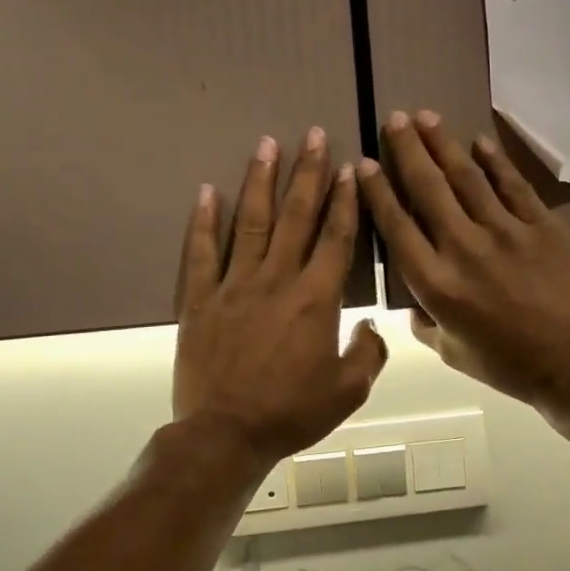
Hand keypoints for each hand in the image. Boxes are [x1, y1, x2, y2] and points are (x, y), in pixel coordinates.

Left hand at [173, 128, 386, 468]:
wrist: (225, 435)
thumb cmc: (291, 413)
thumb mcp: (348, 392)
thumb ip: (368, 353)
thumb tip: (370, 326)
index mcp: (316, 299)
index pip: (335, 237)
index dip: (345, 201)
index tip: (350, 169)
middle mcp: (277, 280)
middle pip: (296, 216)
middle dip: (308, 172)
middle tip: (313, 135)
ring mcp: (234, 285)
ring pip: (251, 222)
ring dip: (260, 180)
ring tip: (267, 143)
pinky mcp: (199, 298)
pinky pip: (201, 252)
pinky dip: (203, 220)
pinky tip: (206, 190)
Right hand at [357, 111, 569, 410]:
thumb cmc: (507, 363)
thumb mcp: (450, 352)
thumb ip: (425, 322)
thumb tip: (414, 303)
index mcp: (436, 284)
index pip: (397, 226)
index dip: (378, 192)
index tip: (365, 163)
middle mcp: (463, 248)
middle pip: (428, 189)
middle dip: (408, 150)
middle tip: (395, 119)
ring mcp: (505, 232)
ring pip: (467, 178)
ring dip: (443, 144)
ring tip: (426, 116)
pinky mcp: (542, 226)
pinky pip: (513, 186)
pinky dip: (495, 162)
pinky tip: (480, 141)